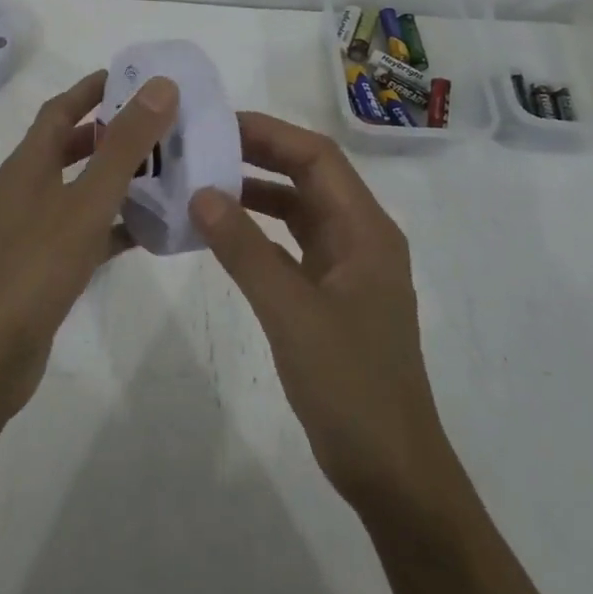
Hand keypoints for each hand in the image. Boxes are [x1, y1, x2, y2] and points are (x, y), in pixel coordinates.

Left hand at [0, 69, 176, 453]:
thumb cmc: (35, 267)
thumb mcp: (86, 201)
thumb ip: (124, 145)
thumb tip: (159, 86)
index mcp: (29, 164)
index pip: (60, 109)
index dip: (92, 89)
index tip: (133, 78)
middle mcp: (28, 190)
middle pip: (71, 147)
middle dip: (112, 133)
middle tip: (161, 127)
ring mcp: (34, 230)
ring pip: (81, 190)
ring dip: (118, 179)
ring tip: (167, 172)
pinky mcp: (45, 267)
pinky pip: (87, 232)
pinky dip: (115, 225)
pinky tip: (150, 232)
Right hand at [189, 113, 450, 513]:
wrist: (391, 469)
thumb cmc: (350, 385)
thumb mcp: (291, 312)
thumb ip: (245, 250)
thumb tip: (201, 193)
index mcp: (366, 231)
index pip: (318, 158)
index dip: (270, 133)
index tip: (218, 124)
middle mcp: (360, 239)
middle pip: (309, 177)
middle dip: (259, 156)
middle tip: (201, 146)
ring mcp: (347, 269)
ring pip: (299, 211)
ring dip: (256, 193)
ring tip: (203, 181)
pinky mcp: (331, 297)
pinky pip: (291, 246)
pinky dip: (258, 233)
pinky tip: (221, 234)